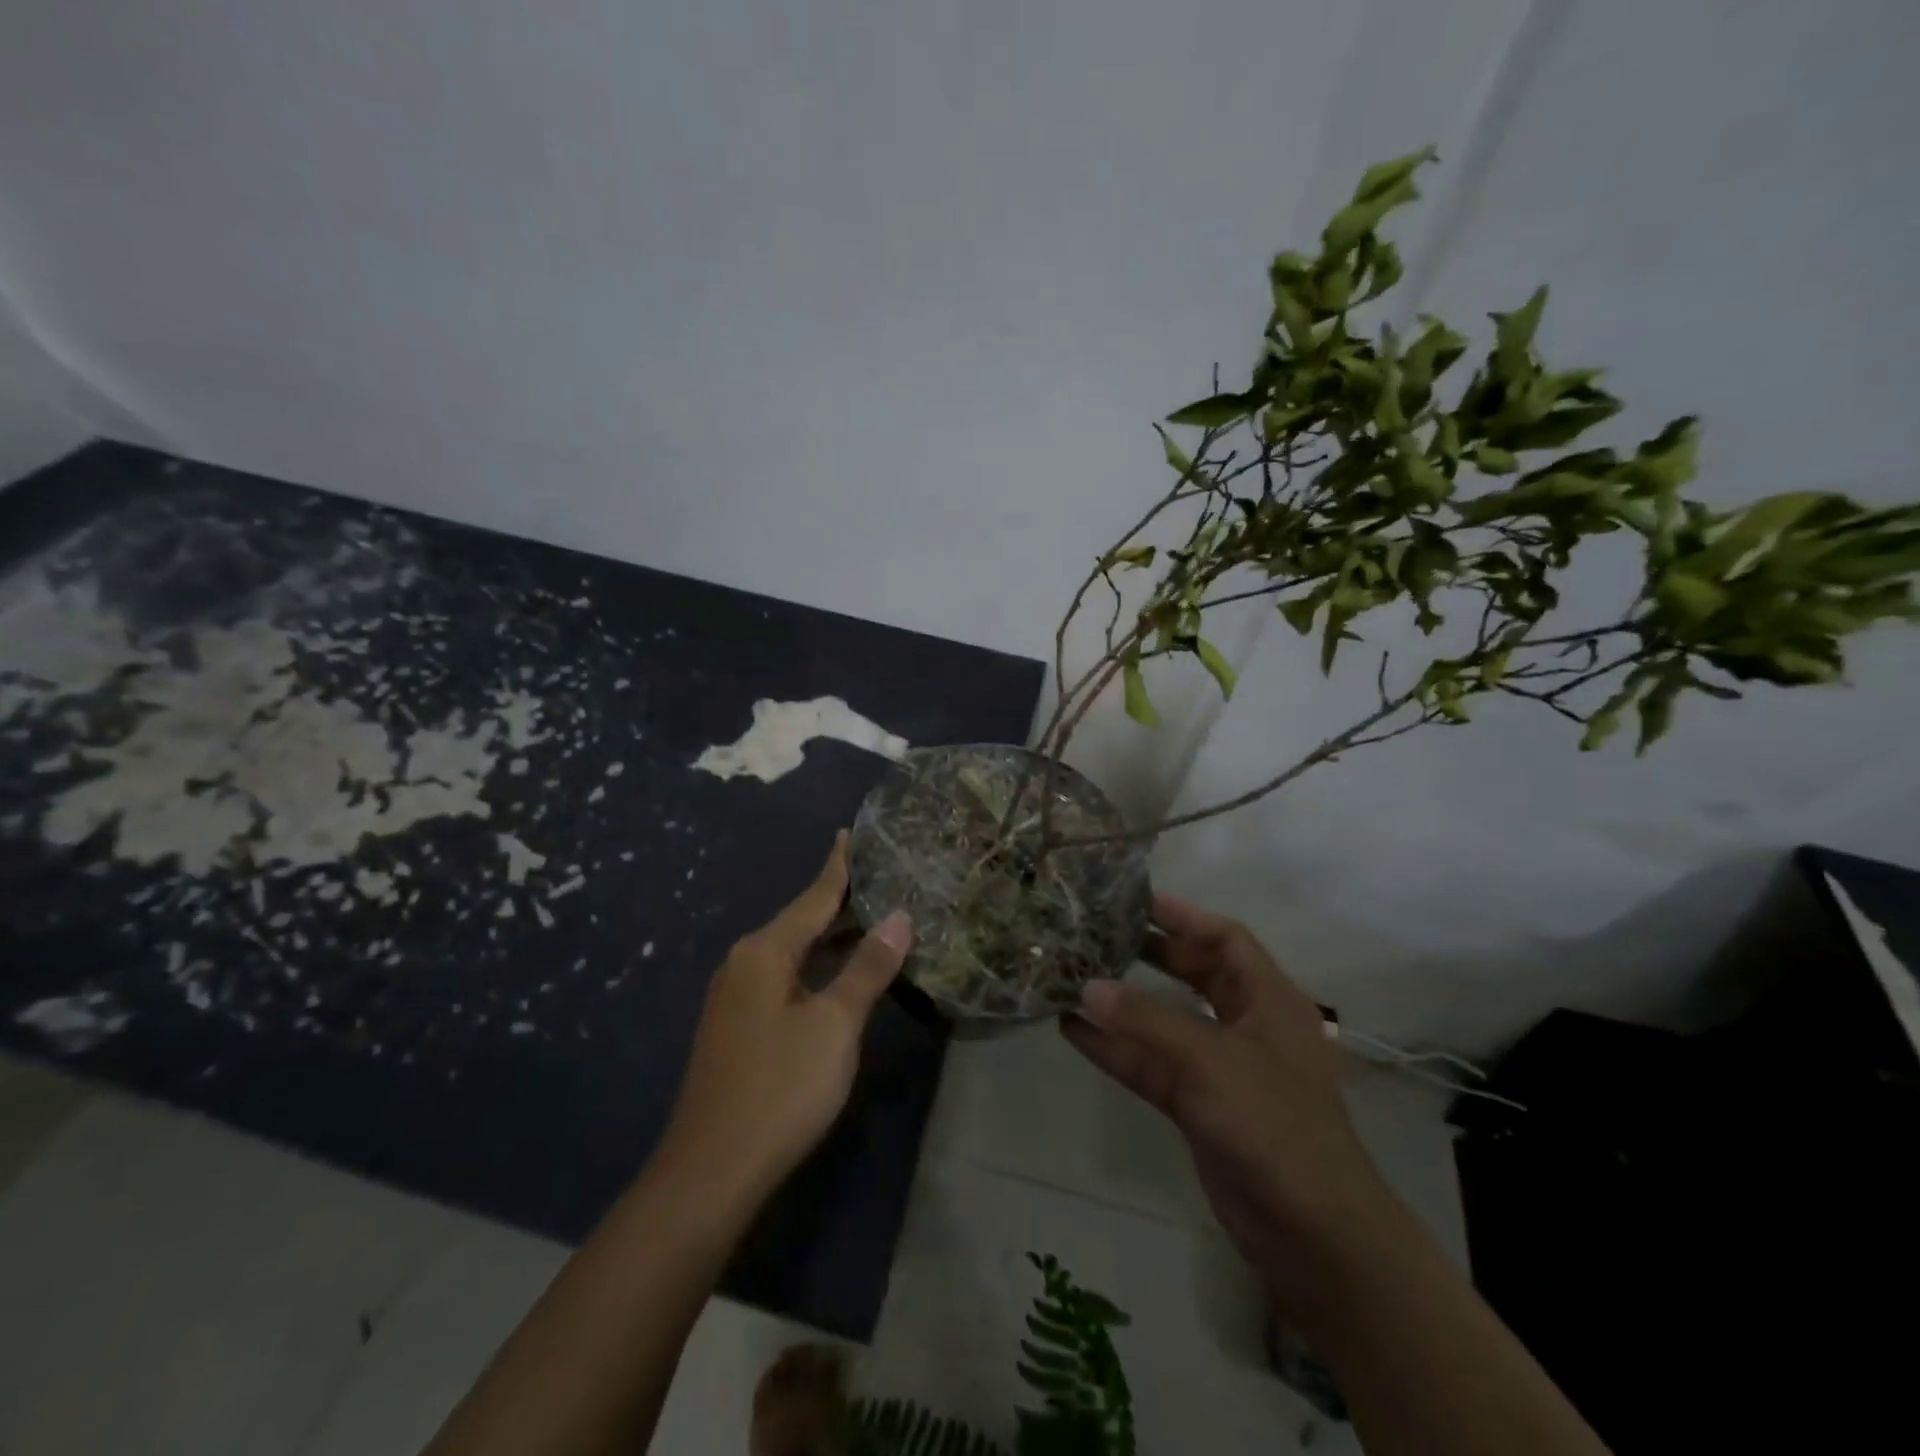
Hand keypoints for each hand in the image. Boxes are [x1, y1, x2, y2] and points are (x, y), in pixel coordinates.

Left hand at [659, 832, 911, 1201]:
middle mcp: (744, 963)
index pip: (813, 896)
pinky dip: (816, 967)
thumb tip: (899, 917)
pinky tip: (838, 975)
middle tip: (882, 879)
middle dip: (840, 902)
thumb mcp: (836, 1024)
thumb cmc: (781, 1087)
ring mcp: (735, 997)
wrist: (712, 1171)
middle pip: (801, 921)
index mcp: (764, 951)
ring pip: (793, 953)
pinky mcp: (737, 1027)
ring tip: (871, 920)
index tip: (851, 833)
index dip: (838, 866)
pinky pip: (784, 978)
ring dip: (830, 938)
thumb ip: (868, 968)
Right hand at [1061, 894, 1389, 1305]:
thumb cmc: (1276, 1125)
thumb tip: (1085, 987)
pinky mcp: (1198, 1105)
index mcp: (1270, 1000)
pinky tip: (1073, 1029)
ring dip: (1123, 1004)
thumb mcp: (1211, 1062)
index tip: (1136, 901)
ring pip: (1165, 1021)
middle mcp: (1246, 1025)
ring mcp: (1220, 1067)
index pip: (1227, 939)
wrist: (1313, 1236)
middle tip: (1099, 933)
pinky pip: (1151, 1064)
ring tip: (1073, 975)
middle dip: (1150, 954)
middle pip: (1194, 974)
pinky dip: (1116, 1048)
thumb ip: (1146, 1022)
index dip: (1185, 916)